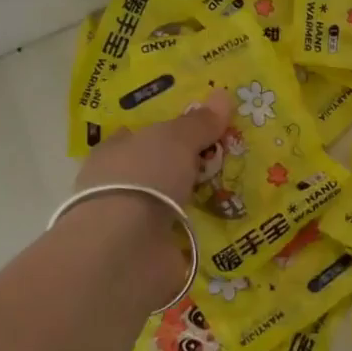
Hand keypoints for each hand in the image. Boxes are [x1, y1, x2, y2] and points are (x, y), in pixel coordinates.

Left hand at [64, 90, 236, 308]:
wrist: (126, 250)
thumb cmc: (143, 178)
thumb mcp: (175, 139)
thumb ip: (199, 123)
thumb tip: (222, 95)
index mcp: (113, 154)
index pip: (138, 137)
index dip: (166, 132)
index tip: (199, 131)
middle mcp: (118, 187)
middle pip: (158, 171)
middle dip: (185, 168)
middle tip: (228, 159)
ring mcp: (132, 224)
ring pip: (171, 205)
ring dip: (196, 202)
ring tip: (238, 194)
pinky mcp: (149, 255)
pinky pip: (183, 237)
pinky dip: (200, 234)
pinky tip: (228, 227)